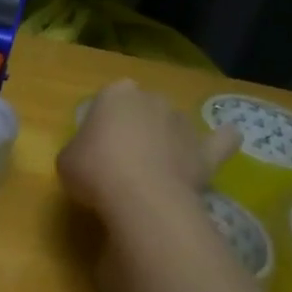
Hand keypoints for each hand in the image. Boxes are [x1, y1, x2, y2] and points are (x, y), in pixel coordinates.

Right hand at [58, 80, 237, 223]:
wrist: (140, 196)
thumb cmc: (95, 171)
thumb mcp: (67, 160)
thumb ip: (81, 149)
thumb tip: (90, 156)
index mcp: (116, 94)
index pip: (108, 99)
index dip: (102, 122)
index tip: (95, 146)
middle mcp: (153, 99)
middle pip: (143, 109)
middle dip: (136, 127)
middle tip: (122, 159)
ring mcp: (183, 123)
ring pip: (174, 125)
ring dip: (167, 139)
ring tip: (155, 169)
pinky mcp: (205, 151)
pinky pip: (220, 140)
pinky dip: (222, 140)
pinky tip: (225, 140)